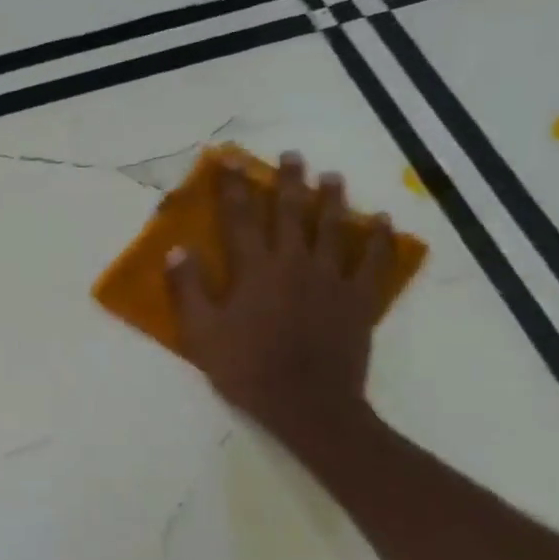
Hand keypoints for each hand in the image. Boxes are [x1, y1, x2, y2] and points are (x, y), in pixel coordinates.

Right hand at [166, 152, 393, 452]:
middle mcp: (294, 262)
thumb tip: (177, 250)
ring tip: (333, 177)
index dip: (235, 188)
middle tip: (292, 156)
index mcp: (254, 270)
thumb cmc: (245, 368)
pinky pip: (372, 262)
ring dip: (333, 200)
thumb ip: (188, 289)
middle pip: (291, 213)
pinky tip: (382, 222)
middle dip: (289, 182)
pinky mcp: (358, 299)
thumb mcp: (201, 333)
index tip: (232, 162)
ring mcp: (331, 278)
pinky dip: (379, 240)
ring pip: (333, 229)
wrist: (305, 403)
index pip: (240, 218)